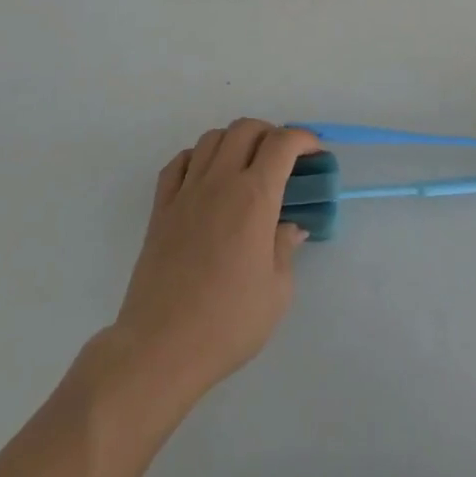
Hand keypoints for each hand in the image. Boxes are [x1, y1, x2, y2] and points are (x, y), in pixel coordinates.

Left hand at [109, 118, 312, 403]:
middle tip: (283, 157)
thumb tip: (289, 228)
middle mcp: (219, 183)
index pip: (282, 143)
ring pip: (211, 138)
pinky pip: (179, 163)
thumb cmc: (228, 323)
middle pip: (245, 129)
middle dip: (270, 132)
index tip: (315, 151)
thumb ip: (285, 249)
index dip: (303, 138)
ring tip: (246, 164)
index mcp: (254, 198)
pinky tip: (207, 177)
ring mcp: (185, 193)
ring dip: (234, 140)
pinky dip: (198, 157)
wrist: (161, 347)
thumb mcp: (277, 291)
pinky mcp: (160, 209)